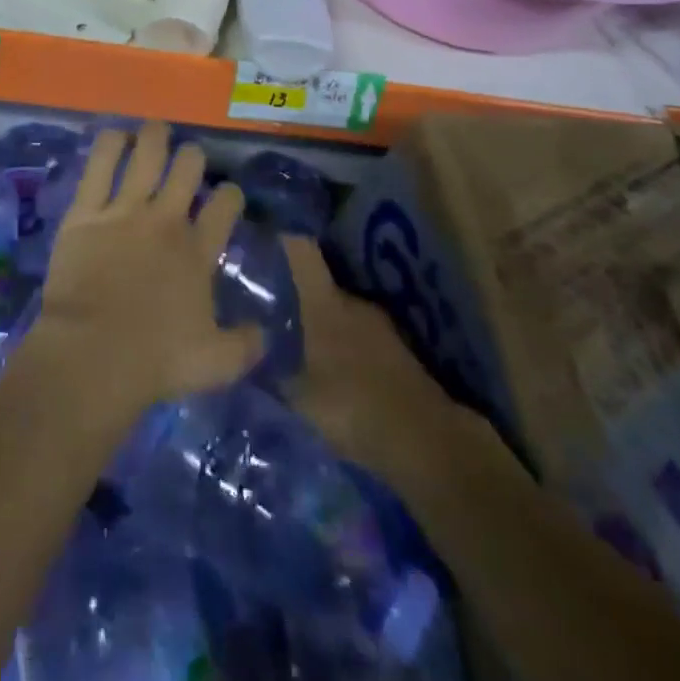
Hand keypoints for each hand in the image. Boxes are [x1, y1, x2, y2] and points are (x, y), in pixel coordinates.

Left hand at [30, 122, 263, 412]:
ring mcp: (125, 211)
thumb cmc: (156, 360)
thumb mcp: (216, 363)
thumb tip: (264, 334)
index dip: (230, 194)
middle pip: (188, 168)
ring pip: (146, 154)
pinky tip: (115, 135)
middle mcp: (166, 220)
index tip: (226, 194)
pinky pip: (99, 165)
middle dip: (192, 157)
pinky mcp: (86, 211)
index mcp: (198, 251)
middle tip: (187, 159)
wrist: (93, 354)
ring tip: (155, 130)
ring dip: (154, 137)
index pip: (225, 205)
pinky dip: (109, 145)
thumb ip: (245, 345)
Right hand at [281, 235, 486, 490]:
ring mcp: (382, 325)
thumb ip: (274, 373)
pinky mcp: (401, 351)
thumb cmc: (352, 407)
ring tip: (304, 345)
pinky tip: (338, 371)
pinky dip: (349, 348)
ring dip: (327, 325)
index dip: (283, 240)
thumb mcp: (299, 397)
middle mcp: (354, 302)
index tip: (264, 238)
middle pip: (322, 284)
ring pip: (343, 313)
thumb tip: (253, 355)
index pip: (302, 251)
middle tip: (275, 311)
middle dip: (300, 294)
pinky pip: (363, 338)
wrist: (426, 442)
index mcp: (325, 302)